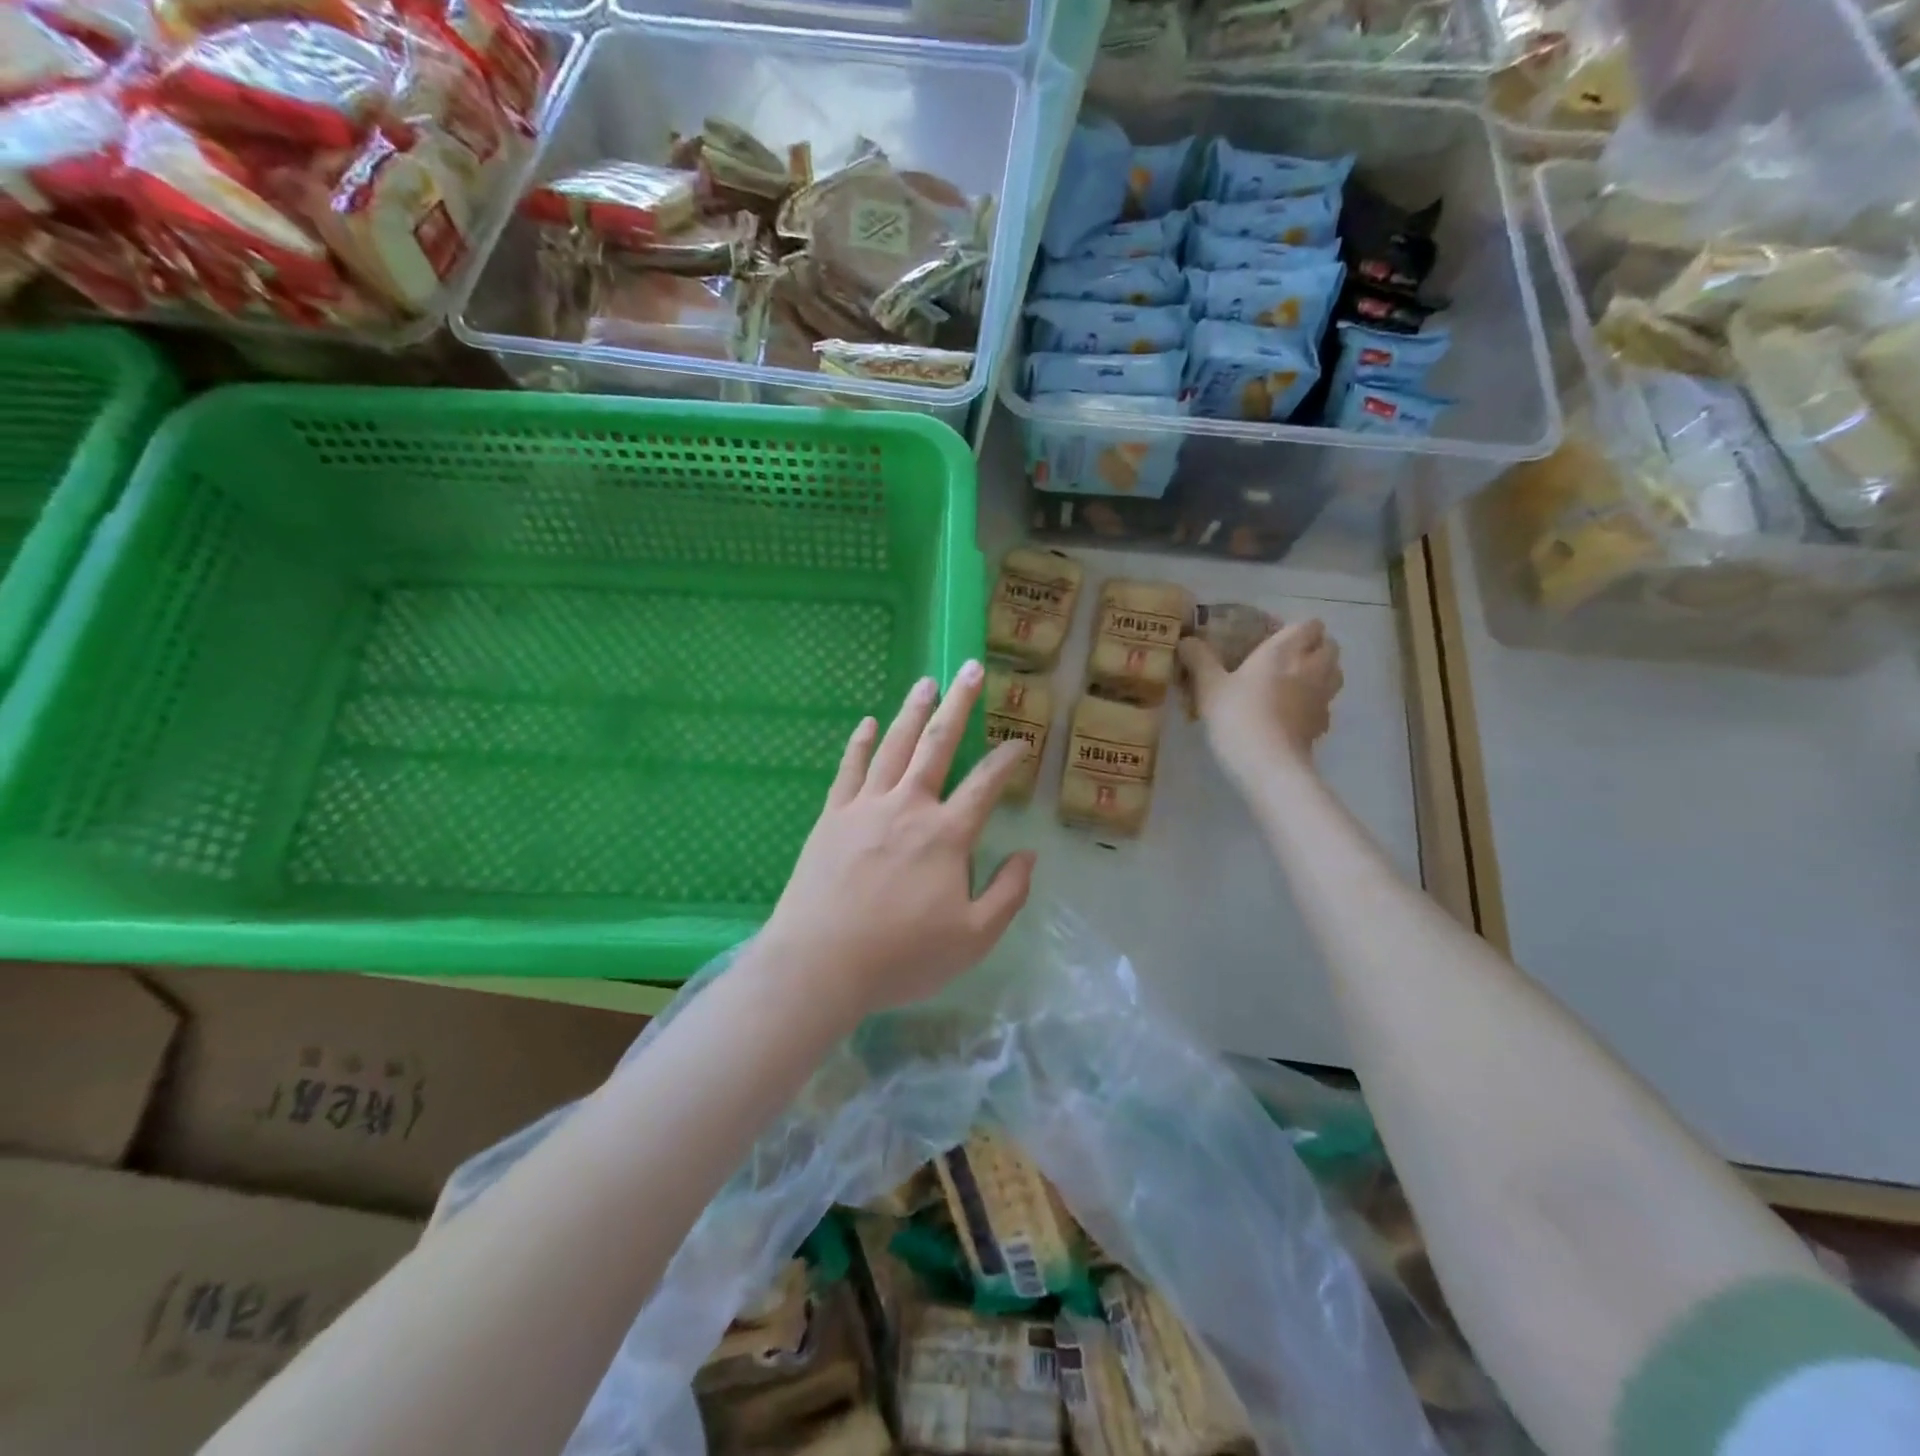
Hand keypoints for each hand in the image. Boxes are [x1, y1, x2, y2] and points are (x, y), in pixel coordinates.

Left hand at [758, 661, 1036, 1022]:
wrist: (819, 964)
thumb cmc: (901, 957)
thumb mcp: (973, 939)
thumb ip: (1007, 894)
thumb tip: (1028, 855)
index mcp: (947, 834)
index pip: (986, 784)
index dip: (1007, 759)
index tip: (1021, 742)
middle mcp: (909, 806)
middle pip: (937, 744)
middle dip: (958, 704)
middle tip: (969, 669)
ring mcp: (866, 806)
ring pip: (895, 746)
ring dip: (913, 712)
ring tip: (927, 682)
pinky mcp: (833, 816)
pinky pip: (850, 768)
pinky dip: (861, 742)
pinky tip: (870, 722)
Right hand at [1179, 620, 1343, 785]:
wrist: (1268, 764)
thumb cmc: (1237, 715)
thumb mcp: (1209, 686)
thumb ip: (1199, 659)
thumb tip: (1187, 640)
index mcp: (1286, 650)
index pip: (1309, 624)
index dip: (1294, 628)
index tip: (1270, 638)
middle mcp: (1312, 667)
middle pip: (1330, 645)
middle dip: (1313, 647)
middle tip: (1285, 658)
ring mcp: (1322, 697)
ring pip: (1334, 673)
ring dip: (1320, 671)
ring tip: (1293, 682)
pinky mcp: (1323, 724)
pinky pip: (1325, 703)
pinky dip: (1314, 702)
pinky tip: (1292, 713)